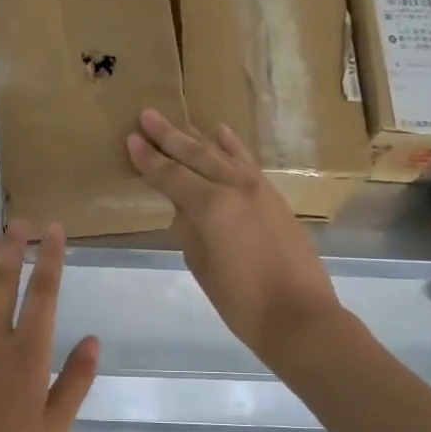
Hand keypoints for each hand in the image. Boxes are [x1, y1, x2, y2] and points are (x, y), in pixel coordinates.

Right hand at [126, 109, 341, 358]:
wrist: (300, 316)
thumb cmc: (241, 301)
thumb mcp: (202, 266)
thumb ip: (189, 230)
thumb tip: (185, 209)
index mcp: (212, 207)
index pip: (171, 176)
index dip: (148, 159)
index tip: (130, 139)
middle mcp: (235, 188)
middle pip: (196, 155)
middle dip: (168, 136)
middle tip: (147, 115)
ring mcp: (258, 190)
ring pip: (222, 155)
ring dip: (197, 137)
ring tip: (176, 121)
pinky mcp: (274, 198)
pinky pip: (247, 163)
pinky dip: (233, 147)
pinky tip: (221, 133)